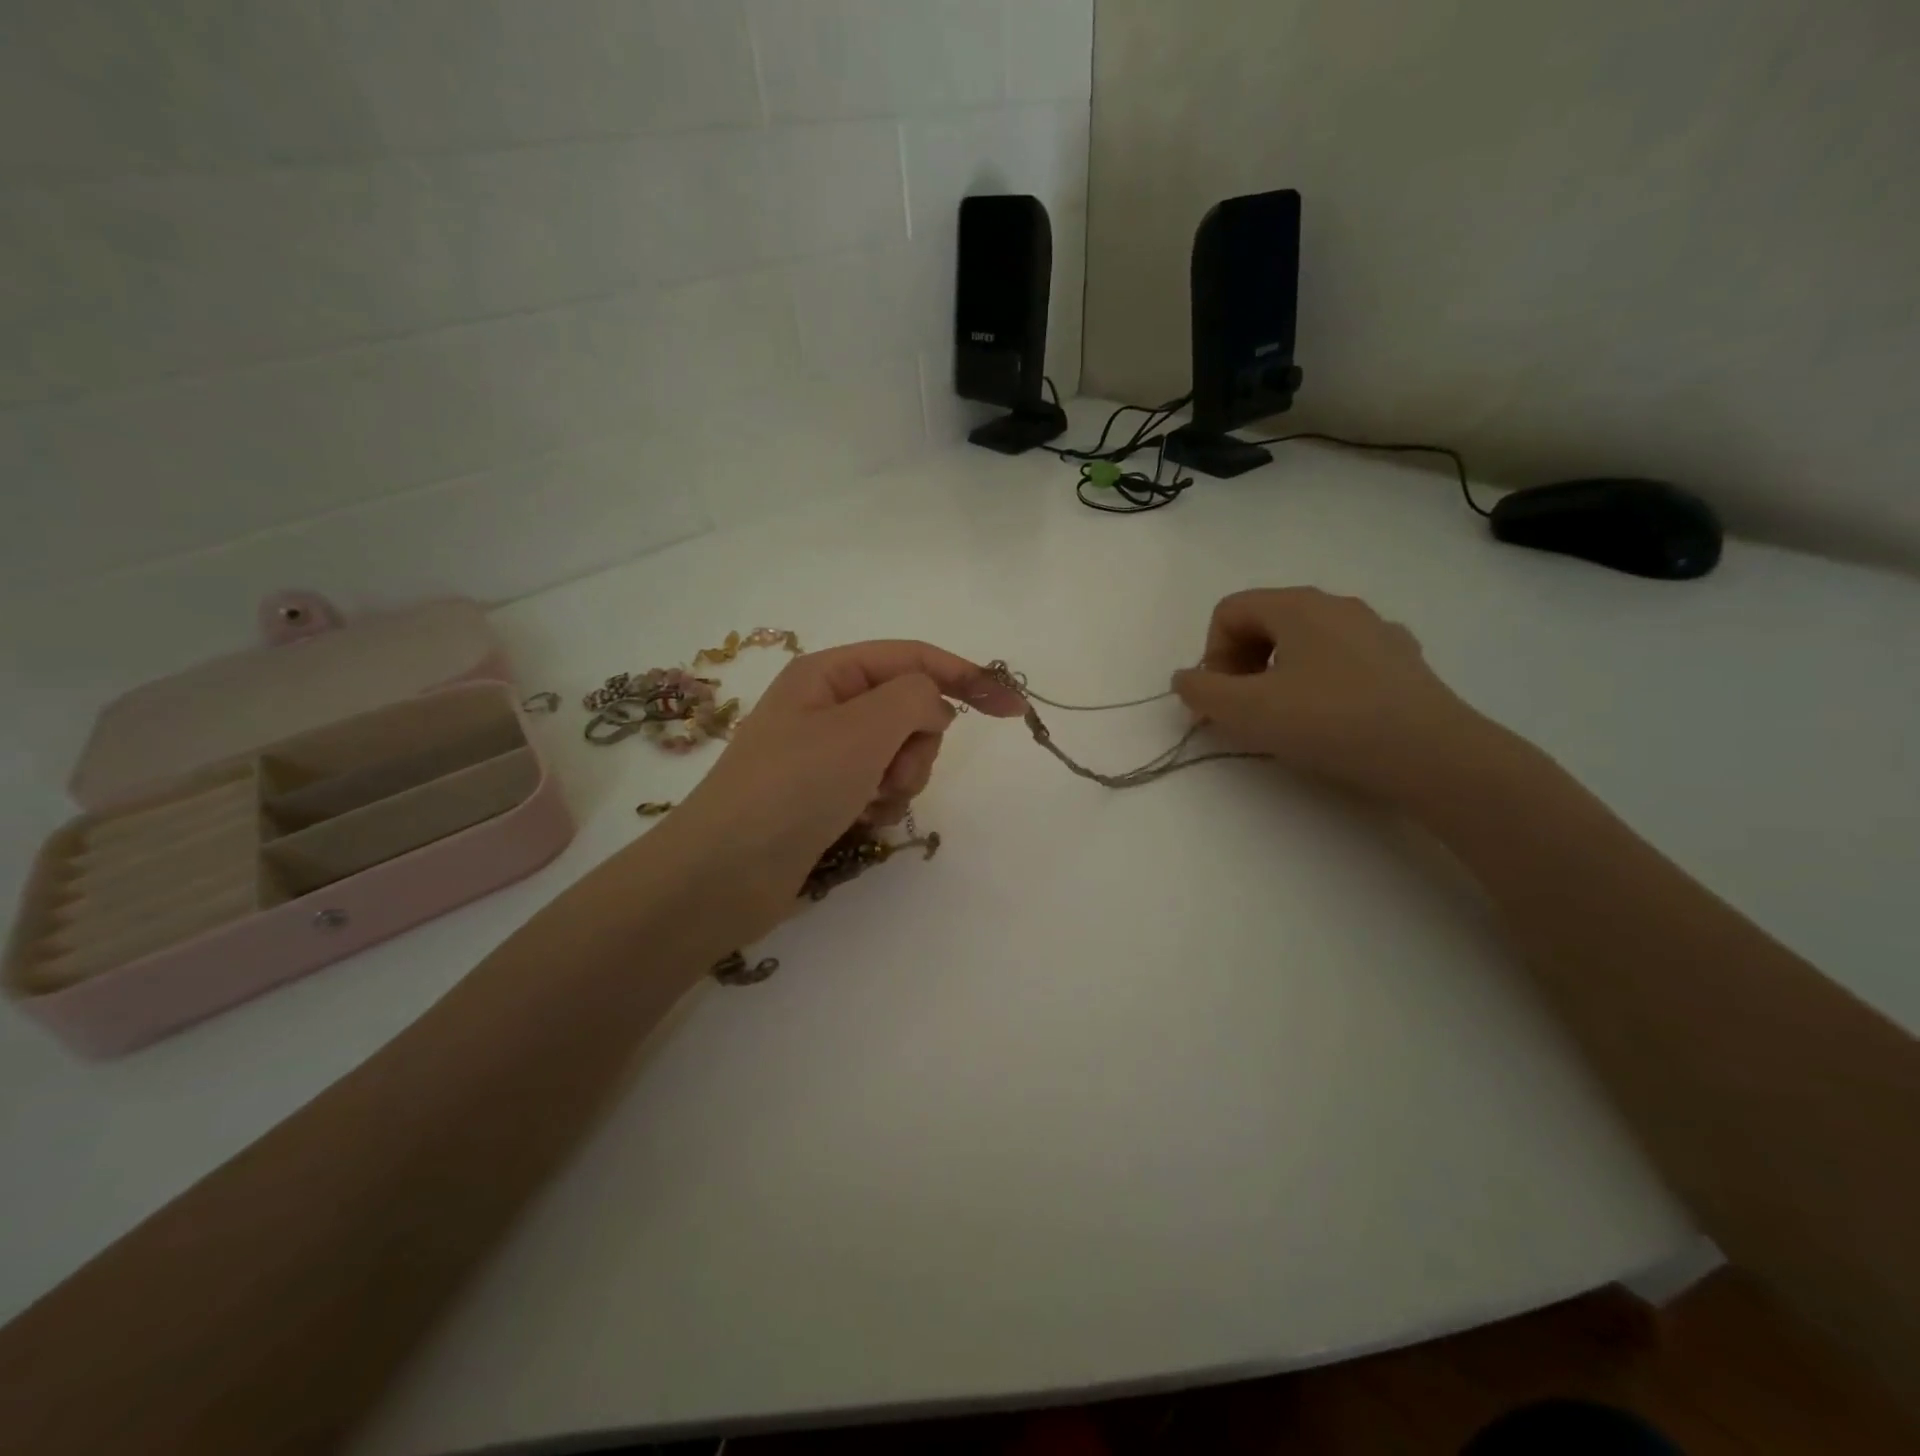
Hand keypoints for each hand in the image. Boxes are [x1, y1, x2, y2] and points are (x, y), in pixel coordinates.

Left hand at [643, 641, 1025, 947]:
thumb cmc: (792, 788)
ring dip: (901, 779)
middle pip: (910, 709)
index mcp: (829, 673)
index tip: (1013, 708)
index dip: (967, 676)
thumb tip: (933, 706)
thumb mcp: (861, 728)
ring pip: (900, 752)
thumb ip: (915, 698)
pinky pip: (880, 786)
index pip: (914, 658)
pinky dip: (882, 804)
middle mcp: (828, 705)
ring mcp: (826, 752)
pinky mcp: (826, 794)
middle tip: (891, 773)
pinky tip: (858, 823)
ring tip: (868, 803)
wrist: (723, 874)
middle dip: (917, 744)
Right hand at [1172, 588, 1491, 803]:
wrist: (1430, 754)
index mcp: (1296, 605)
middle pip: (1265, 622)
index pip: (1229, 611)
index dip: (1212, 655)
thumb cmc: (1327, 721)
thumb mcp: (1245, 710)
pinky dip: (1321, 681)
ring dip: (1278, 674)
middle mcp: (1337, 605)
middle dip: (1242, 664)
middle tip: (1245, 710)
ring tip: (1286, 718)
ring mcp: (1375, 630)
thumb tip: (1186, 679)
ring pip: (1305, 641)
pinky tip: (1332, 717)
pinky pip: (1342, 660)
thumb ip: (1201, 691)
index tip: (1222, 699)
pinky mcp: (1402, 660)